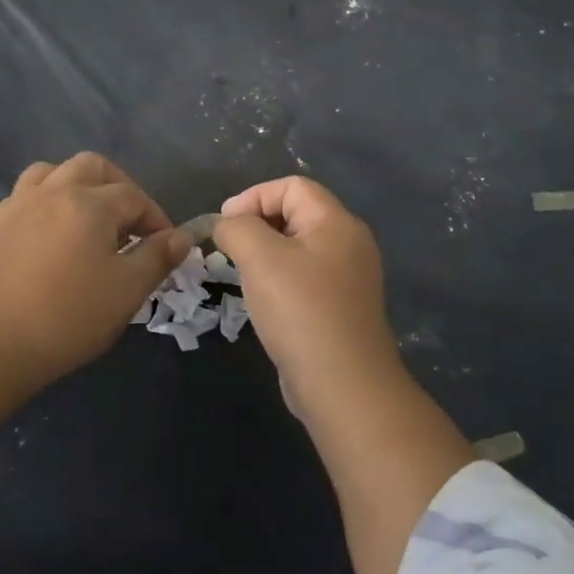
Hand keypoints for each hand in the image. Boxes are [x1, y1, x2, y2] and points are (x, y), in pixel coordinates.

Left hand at [0, 153, 190, 384]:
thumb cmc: (71, 316)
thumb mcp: (128, 290)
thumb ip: (158, 257)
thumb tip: (181, 236)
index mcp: (90, 203)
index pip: (134, 197)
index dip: (156, 219)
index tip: (166, 247)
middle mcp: (54, 191)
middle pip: (93, 166)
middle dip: (119, 187)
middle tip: (131, 223)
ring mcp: (21, 205)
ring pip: (54, 171)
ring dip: (78, 184)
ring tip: (91, 216)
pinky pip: (26, 194)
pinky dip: (46, 200)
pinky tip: (52, 229)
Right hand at [212, 177, 404, 414]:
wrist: (343, 386)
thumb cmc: (300, 311)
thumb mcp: (260, 257)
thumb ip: (237, 228)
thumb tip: (227, 225)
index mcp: (337, 223)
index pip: (292, 186)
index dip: (254, 197)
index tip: (225, 225)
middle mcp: (349, 244)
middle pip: (296, 214)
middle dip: (257, 224)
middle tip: (229, 249)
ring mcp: (348, 278)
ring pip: (298, 248)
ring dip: (265, 254)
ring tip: (242, 274)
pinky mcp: (340, 308)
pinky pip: (304, 278)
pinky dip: (279, 280)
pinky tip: (263, 302)